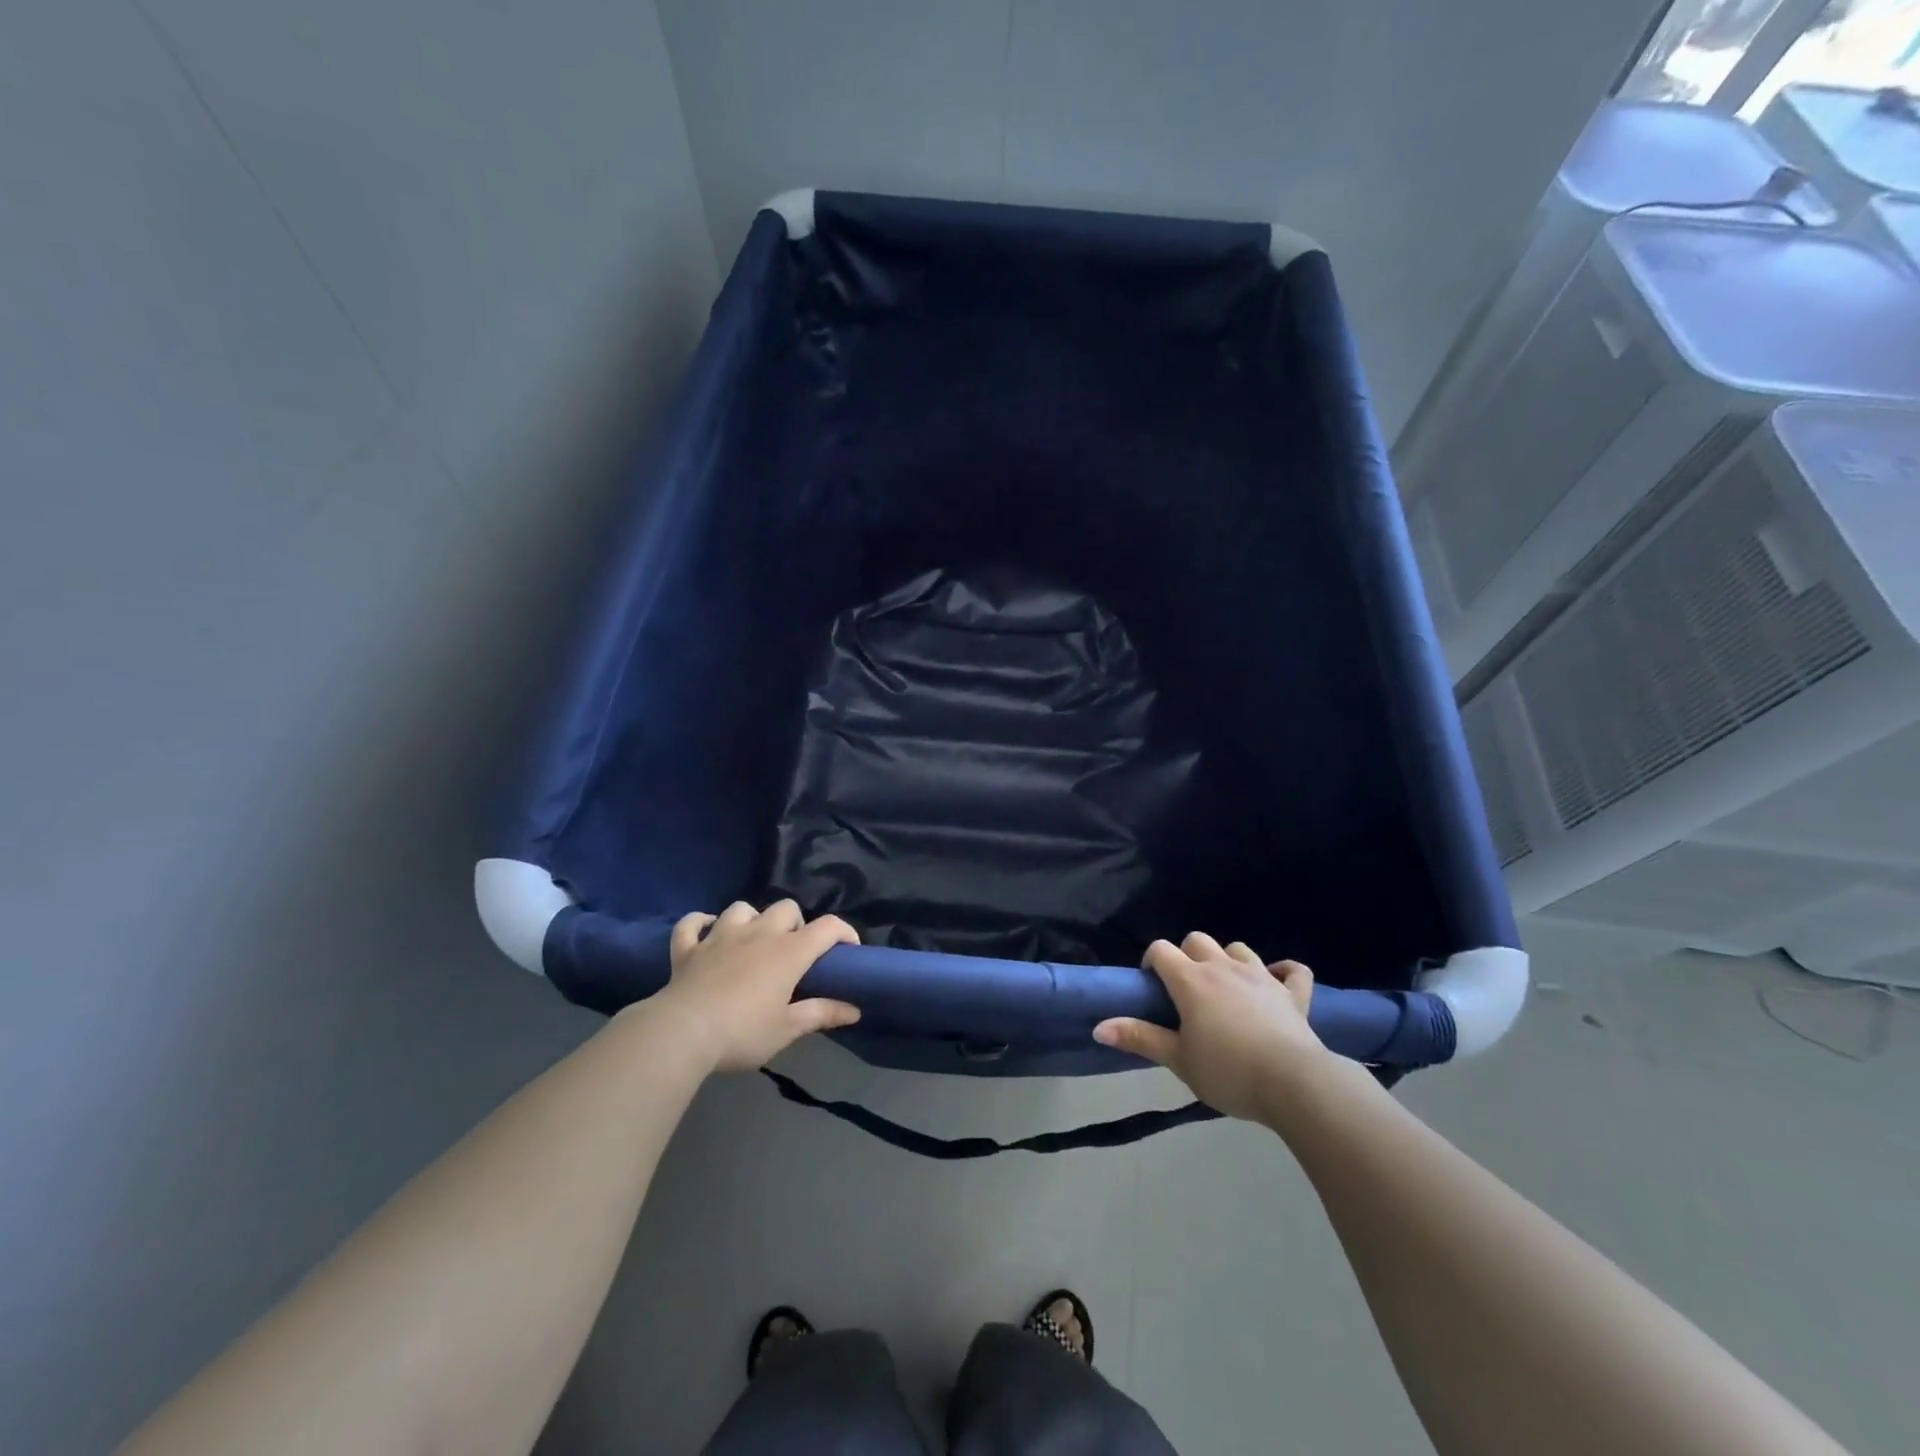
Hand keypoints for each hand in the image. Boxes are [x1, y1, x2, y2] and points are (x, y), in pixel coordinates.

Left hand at [651, 900, 860, 1072]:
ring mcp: (720, 936)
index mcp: (788, 952)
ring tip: (753, 941)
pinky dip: (699, 924)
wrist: (681, 1033)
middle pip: (786, 907)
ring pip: (742, 908)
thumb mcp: (787, 1029)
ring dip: (752, 919)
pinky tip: (706, 932)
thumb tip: (855, 1010)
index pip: (828, 927)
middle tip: (793, 951)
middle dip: (795, 923)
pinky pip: (692, 923)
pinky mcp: (688, 948)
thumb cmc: (742, 1032)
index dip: (844, 932)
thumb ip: (822, 1014)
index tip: (849, 951)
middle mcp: (758, 933)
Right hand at [1093, 933, 1328, 1122]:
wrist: (1293, 1083)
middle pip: (1197, 940)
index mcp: (1191, 980)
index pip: (1161, 950)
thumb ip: (1139, 1038)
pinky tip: (1276, 982)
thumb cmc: (1228, 1071)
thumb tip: (1098, 1027)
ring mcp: (1261, 976)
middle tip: (1186, 989)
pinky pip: (1292, 970)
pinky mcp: (1293, 993)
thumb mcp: (1178, 1060)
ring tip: (1225, 986)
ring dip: (1228, 960)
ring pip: (1238, 949)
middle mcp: (1223, 967)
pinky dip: (1283, 972)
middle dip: (1187, 955)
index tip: (1152, 987)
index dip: (1152, 962)